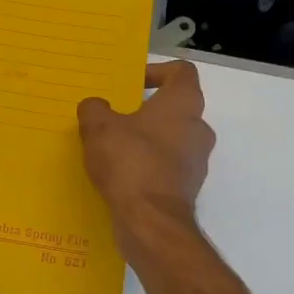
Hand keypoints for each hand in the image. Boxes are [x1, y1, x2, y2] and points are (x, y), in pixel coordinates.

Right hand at [78, 59, 215, 245]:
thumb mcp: (98, 128)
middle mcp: (198, 129)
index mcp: (184, 104)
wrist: (150, 222)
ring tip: (113, 149)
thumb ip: (94, 109)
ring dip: (146, 141)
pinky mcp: (187, 188)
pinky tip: (121, 176)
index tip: (131, 84)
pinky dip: (147, 167)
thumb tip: (95, 107)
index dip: (157, 71)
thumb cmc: (129, 162)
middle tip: (114, 118)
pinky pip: (166, 168)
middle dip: (145, 111)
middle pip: (175, 108)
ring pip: (171, 140)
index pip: (182, 72)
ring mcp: (196, 161)